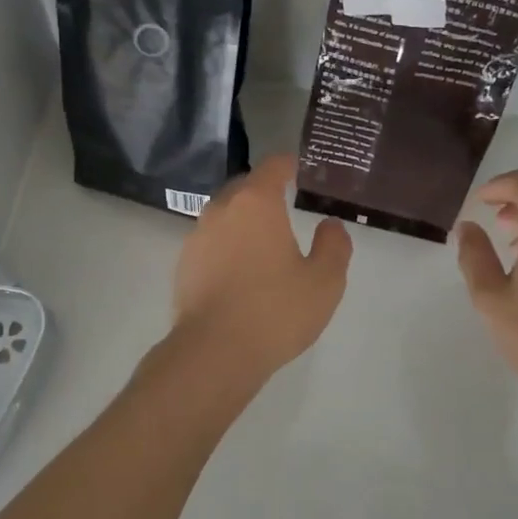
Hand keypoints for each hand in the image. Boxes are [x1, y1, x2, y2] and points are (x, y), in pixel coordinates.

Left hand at [170, 154, 351, 386]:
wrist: (214, 353)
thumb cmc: (275, 310)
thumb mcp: (324, 281)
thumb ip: (333, 245)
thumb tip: (330, 224)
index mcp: (256, 203)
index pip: (274, 165)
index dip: (290, 165)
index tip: (302, 171)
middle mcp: (222, 209)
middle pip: (246, 187)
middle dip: (266, 192)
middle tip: (288, 207)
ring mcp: (197, 236)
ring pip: (225, 214)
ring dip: (244, 221)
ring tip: (265, 243)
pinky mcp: (184, 263)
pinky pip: (211, 242)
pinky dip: (227, 246)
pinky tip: (241, 273)